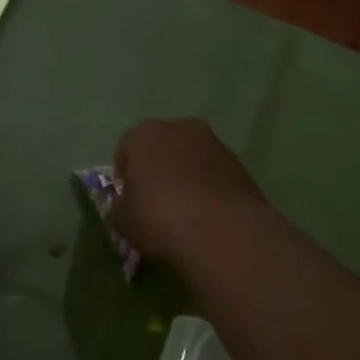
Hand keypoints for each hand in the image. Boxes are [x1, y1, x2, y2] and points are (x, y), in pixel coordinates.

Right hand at [112, 118, 268, 273]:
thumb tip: (128, 206)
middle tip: (158, 204)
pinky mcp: (239, 163)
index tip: (131, 202)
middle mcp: (178, 128)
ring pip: (191, 158)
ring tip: (188, 212)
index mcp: (142, 134)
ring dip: (187, 176)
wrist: (221, 231)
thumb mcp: (122, 221)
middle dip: (159, 170)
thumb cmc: (159, 219)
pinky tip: (210, 215)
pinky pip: (214, 173)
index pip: (125, 151)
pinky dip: (210, 187)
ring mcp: (213, 143)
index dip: (126, 177)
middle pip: (161, 147)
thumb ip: (120, 206)